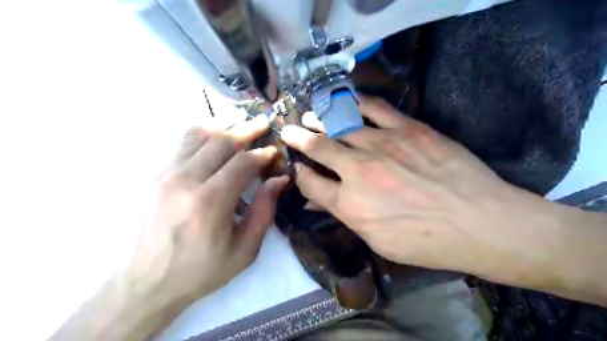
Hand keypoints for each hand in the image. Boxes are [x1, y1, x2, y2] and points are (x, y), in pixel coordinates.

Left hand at [127, 116, 286, 302]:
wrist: (147, 283)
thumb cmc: (202, 270)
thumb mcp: (244, 250)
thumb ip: (264, 211)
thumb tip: (279, 179)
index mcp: (209, 202)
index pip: (242, 163)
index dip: (261, 154)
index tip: (273, 152)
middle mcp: (185, 181)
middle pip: (220, 141)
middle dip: (246, 130)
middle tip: (262, 124)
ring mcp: (164, 175)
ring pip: (198, 135)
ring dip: (223, 127)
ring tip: (240, 124)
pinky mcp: (154, 176)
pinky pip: (180, 143)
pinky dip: (202, 134)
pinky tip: (214, 135)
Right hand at [281, 96, 531, 274]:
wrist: (480, 222)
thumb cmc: (426, 241)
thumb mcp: (378, 240)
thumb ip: (344, 216)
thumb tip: (316, 203)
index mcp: (350, 204)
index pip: (311, 183)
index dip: (300, 174)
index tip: (297, 168)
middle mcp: (358, 170)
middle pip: (318, 147)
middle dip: (298, 138)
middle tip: (288, 130)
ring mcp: (382, 145)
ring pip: (340, 124)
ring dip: (320, 119)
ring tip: (309, 115)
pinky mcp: (407, 128)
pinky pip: (374, 108)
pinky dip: (355, 103)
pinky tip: (345, 101)